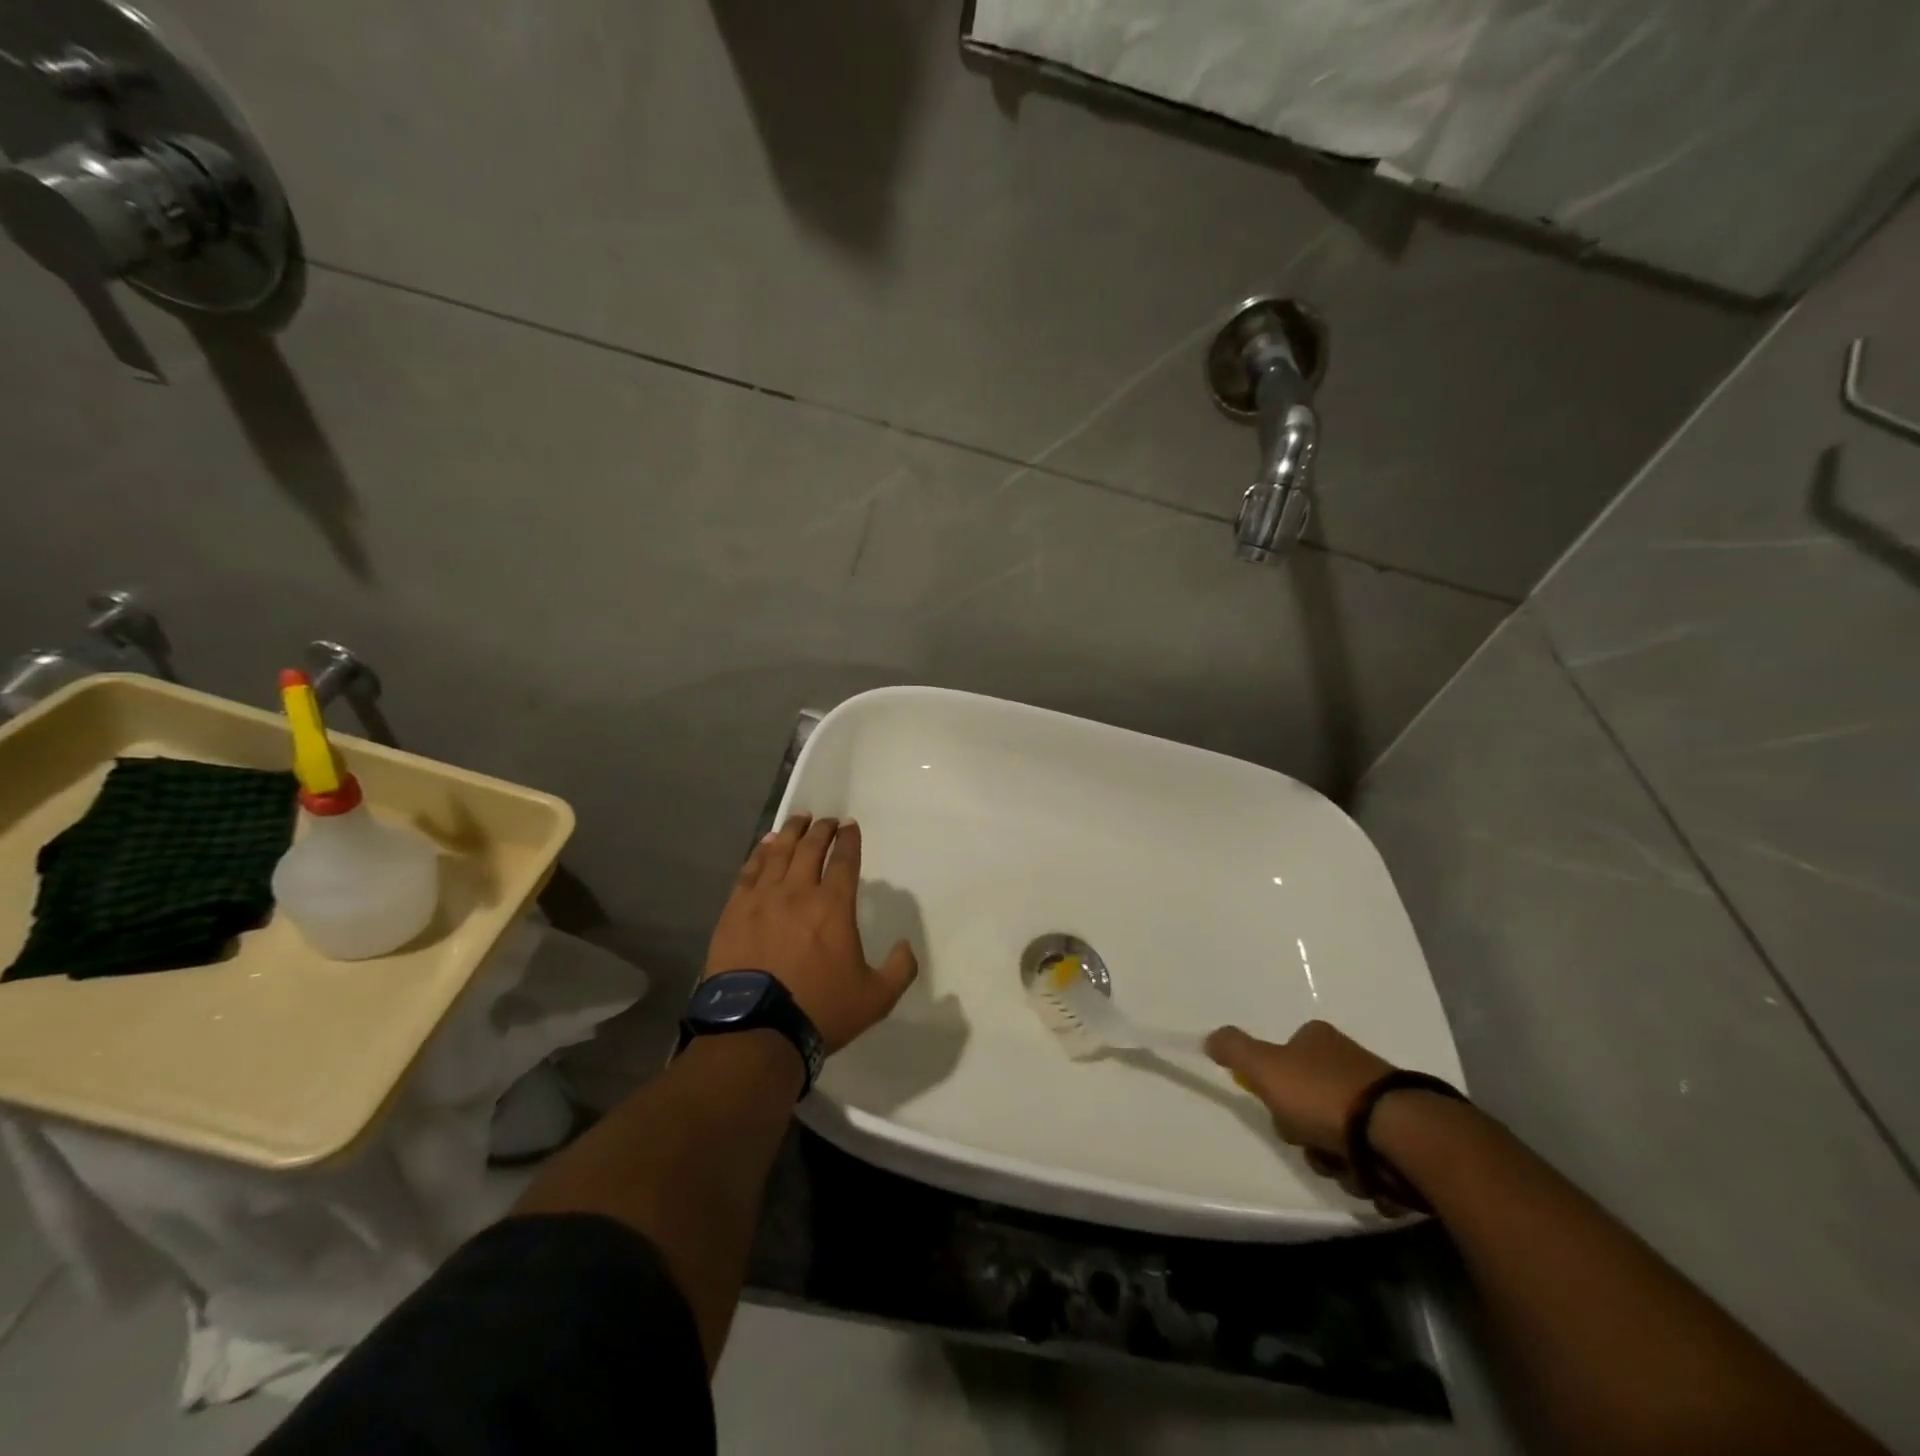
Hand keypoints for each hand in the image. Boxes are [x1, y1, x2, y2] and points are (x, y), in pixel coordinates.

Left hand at [704, 814, 918, 1053]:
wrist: (755, 1030)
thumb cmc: (820, 1010)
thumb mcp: (876, 998)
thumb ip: (899, 969)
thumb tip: (906, 946)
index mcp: (833, 906)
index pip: (844, 860)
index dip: (849, 839)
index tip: (850, 825)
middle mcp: (798, 891)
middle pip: (810, 848)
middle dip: (822, 830)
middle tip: (826, 820)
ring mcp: (762, 899)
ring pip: (779, 853)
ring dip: (791, 833)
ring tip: (798, 820)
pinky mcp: (734, 911)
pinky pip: (749, 871)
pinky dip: (760, 853)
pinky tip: (765, 845)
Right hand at [1206, 1020, 1405, 1213]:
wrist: (1402, 1134)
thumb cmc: (1325, 1096)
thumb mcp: (1266, 1068)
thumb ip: (1235, 1050)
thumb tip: (1209, 1038)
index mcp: (1319, 1039)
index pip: (1285, 1058)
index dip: (1276, 1087)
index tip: (1281, 1108)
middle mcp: (1351, 1062)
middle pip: (1310, 1103)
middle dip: (1306, 1133)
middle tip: (1310, 1142)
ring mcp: (1382, 1098)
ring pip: (1339, 1136)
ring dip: (1335, 1160)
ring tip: (1344, 1167)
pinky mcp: (1408, 1134)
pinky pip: (1372, 1159)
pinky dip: (1366, 1174)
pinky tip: (1369, 1178)